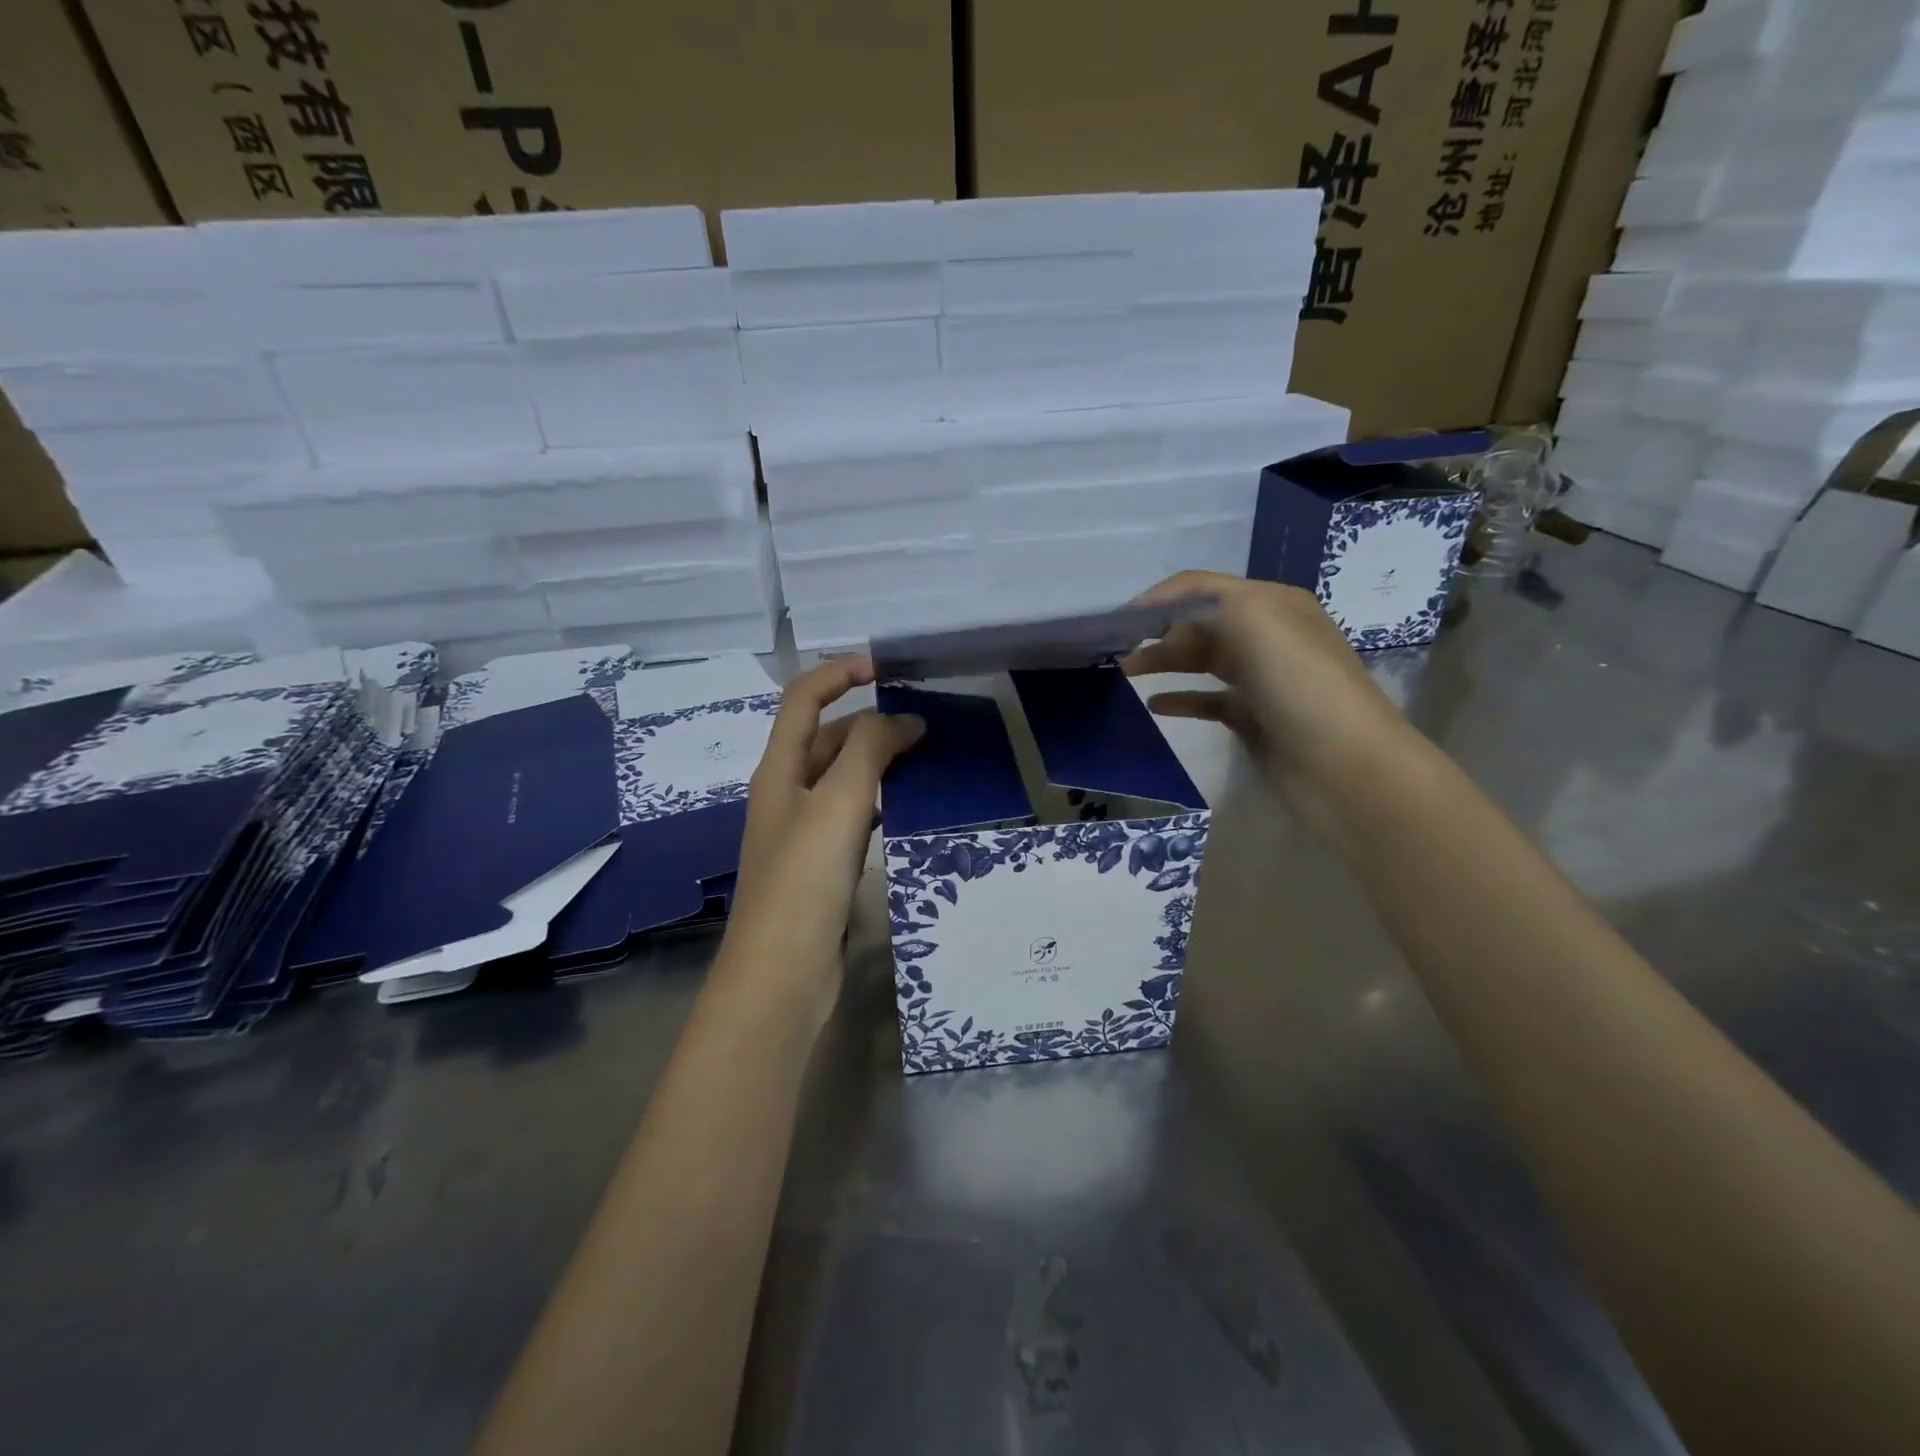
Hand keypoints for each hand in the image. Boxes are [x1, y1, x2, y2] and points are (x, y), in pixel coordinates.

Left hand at [721, 657, 923, 1013]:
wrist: (782, 974)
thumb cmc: (804, 880)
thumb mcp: (838, 803)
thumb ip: (868, 750)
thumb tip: (902, 719)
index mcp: (779, 770)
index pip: (803, 699)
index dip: (839, 673)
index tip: (887, 668)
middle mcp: (787, 793)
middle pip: (827, 738)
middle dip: (870, 721)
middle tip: (925, 722)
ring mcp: (804, 831)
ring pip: (844, 778)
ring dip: (879, 760)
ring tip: (927, 757)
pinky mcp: (822, 864)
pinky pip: (853, 815)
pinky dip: (880, 800)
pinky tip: (908, 807)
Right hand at [1120, 572, 1416, 834]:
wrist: (1346, 767)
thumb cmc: (1300, 685)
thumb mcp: (1256, 620)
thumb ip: (1206, 602)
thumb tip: (1164, 619)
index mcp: (1272, 604)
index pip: (1203, 588)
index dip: (1160, 599)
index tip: (1118, 621)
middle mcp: (1268, 636)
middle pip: (1200, 624)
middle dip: (1157, 631)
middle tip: (1116, 650)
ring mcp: (1262, 680)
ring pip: (1203, 661)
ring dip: (1164, 661)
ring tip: (1125, 672)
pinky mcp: (1255, 719)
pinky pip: (1209, 701)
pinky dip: (1181, 699)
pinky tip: (1154, 704)